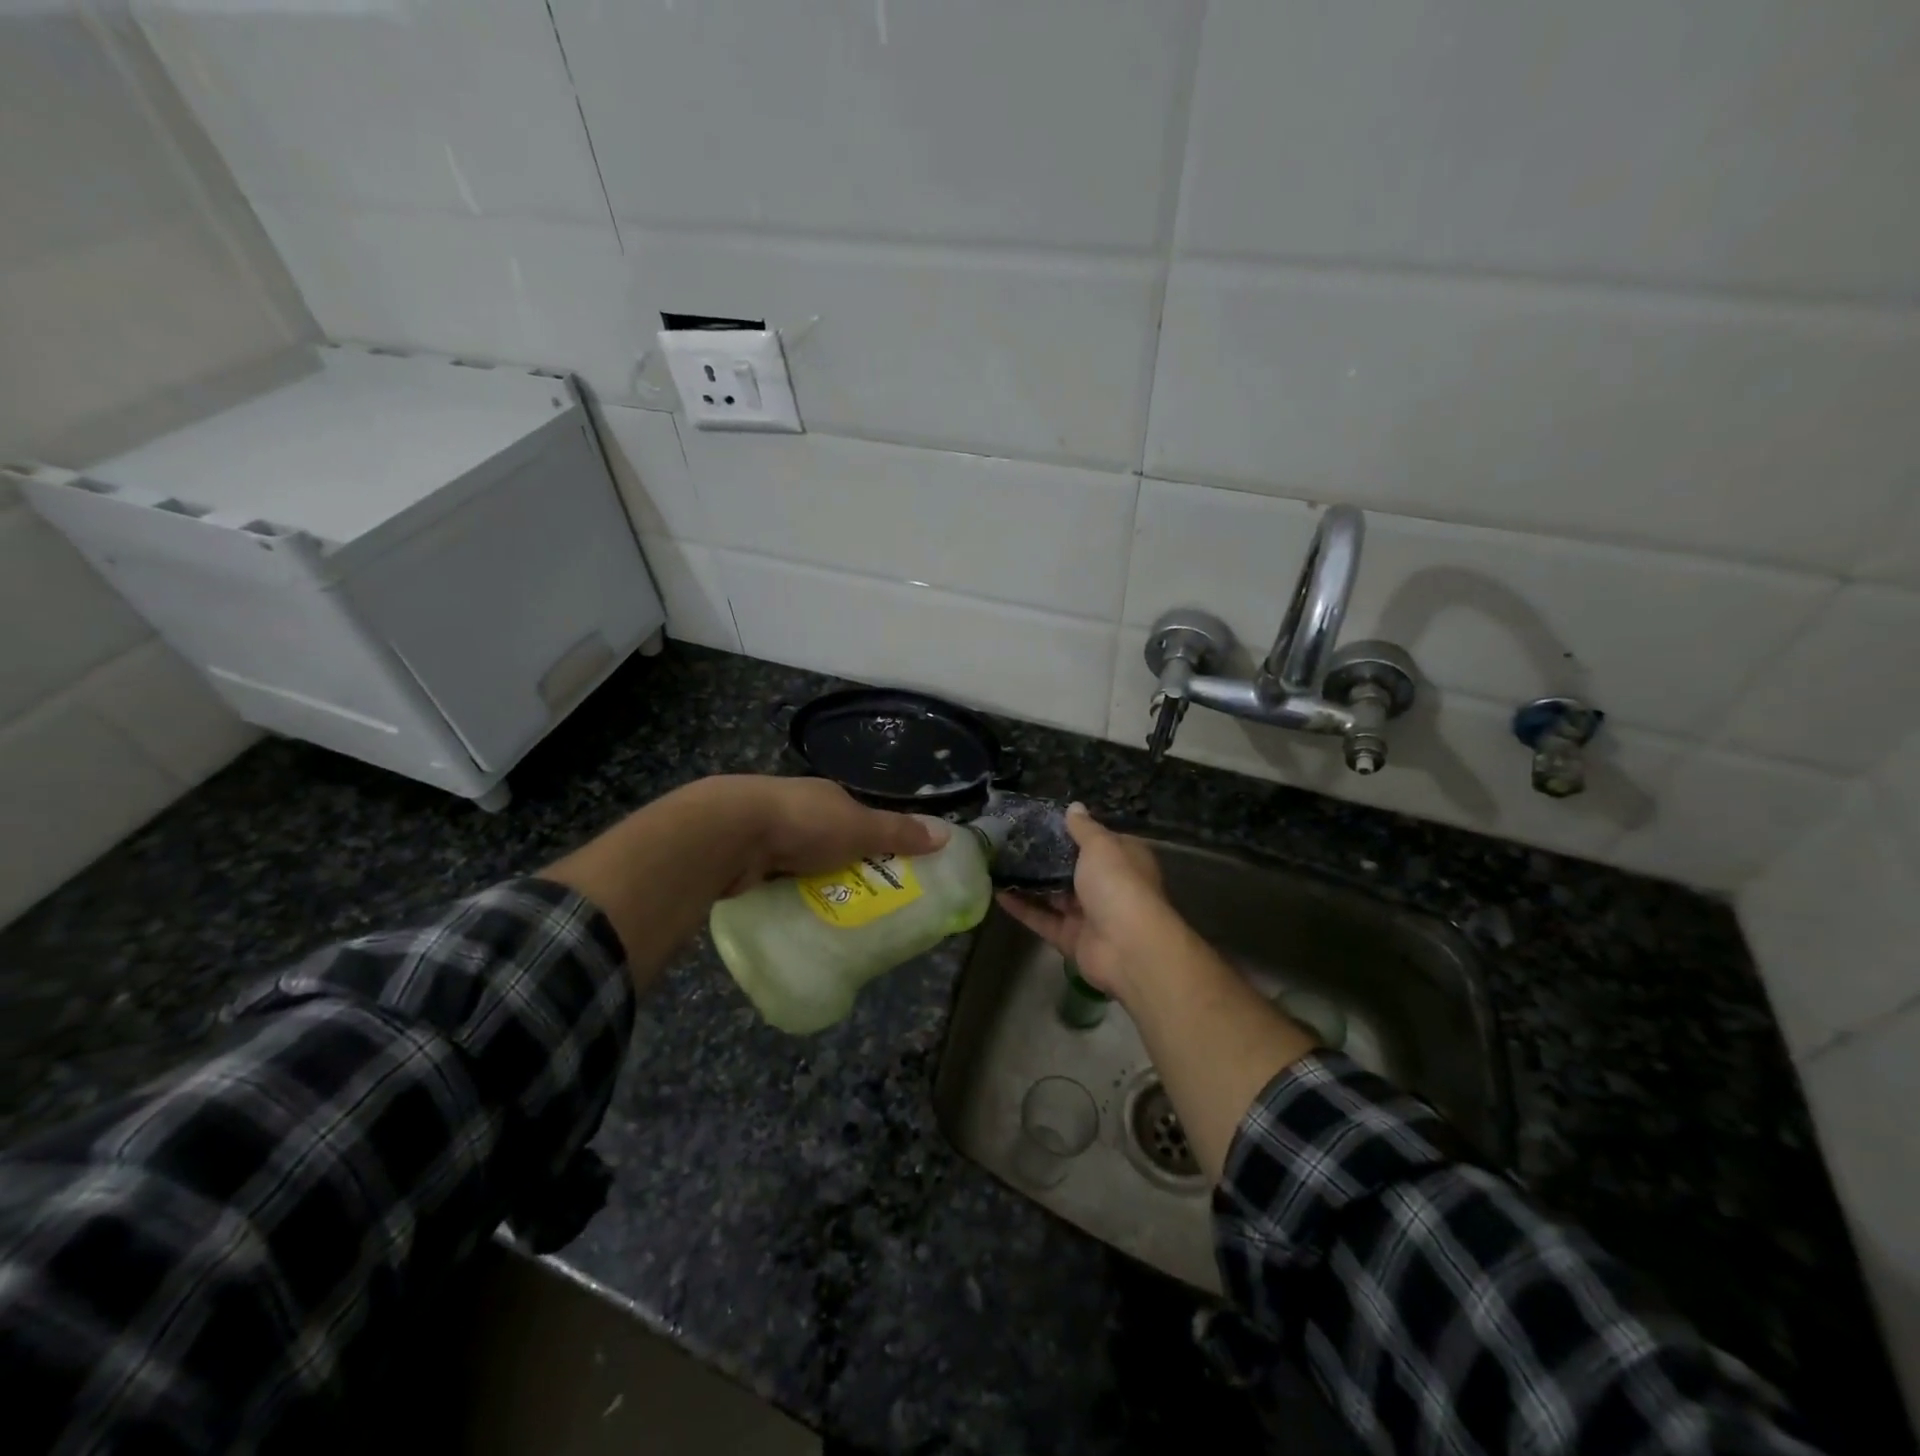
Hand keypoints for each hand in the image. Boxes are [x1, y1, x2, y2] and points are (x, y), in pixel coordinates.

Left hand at [714, 776, 948, 894]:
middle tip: (862, 902)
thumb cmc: (804, 822)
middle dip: (842, 866)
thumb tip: (945, 834)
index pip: (857, 818)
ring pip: (799, 860)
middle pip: (828, 841)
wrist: (730, 831)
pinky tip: (793, 912)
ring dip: (812, 880)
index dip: (873, 841)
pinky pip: (773, 878)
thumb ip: (899, 833)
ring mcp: (766, 832)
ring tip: (831, 914)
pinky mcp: (743, 857)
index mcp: (826, 796)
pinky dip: (785, 892)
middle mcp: (797, 809)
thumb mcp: (861, 829)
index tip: (886, 871)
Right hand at [995, 804, 1175, 1000]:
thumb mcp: (1100, 845)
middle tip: (1011, 841)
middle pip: (1073, 869)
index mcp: (1123, 860)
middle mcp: (1108, 886)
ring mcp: (1089, 914)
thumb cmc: (1117, 883)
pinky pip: (1042, 919)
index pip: (1097, 841)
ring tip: (998, 864)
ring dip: (1029, 882)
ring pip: (1054, 895)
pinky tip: (997, 892)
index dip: (1072, 831)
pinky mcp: (1070, 938)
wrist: (1127, 946)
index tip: (1041, 822)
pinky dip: (1021, 907)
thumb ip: (1083, 828)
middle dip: (1045, 857)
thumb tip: (1075, 806)